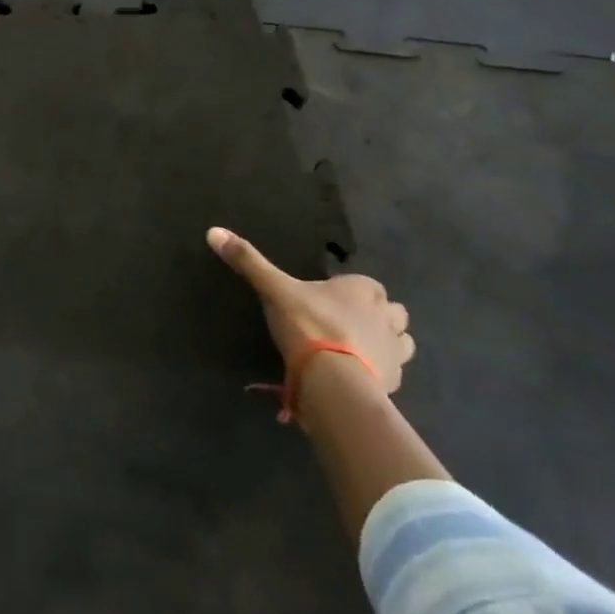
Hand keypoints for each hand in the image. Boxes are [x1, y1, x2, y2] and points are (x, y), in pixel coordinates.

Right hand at [206, 228, 414, 392]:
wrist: (333, 380)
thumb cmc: (308, 325)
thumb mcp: (273, 289)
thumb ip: (248, 262)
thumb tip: (213, 231)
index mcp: (362, 290)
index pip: (368, 284)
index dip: (352, 290)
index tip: (331, 298)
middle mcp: (386, 316)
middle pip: (393, 312)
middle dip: (378, 316)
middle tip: (348, 322)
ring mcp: (395, 351)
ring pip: (401, 341)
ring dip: (386, 342)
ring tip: (358, 348)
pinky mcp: (395, 382)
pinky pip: (393, 372)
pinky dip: (380, 371)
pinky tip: (358, 375)